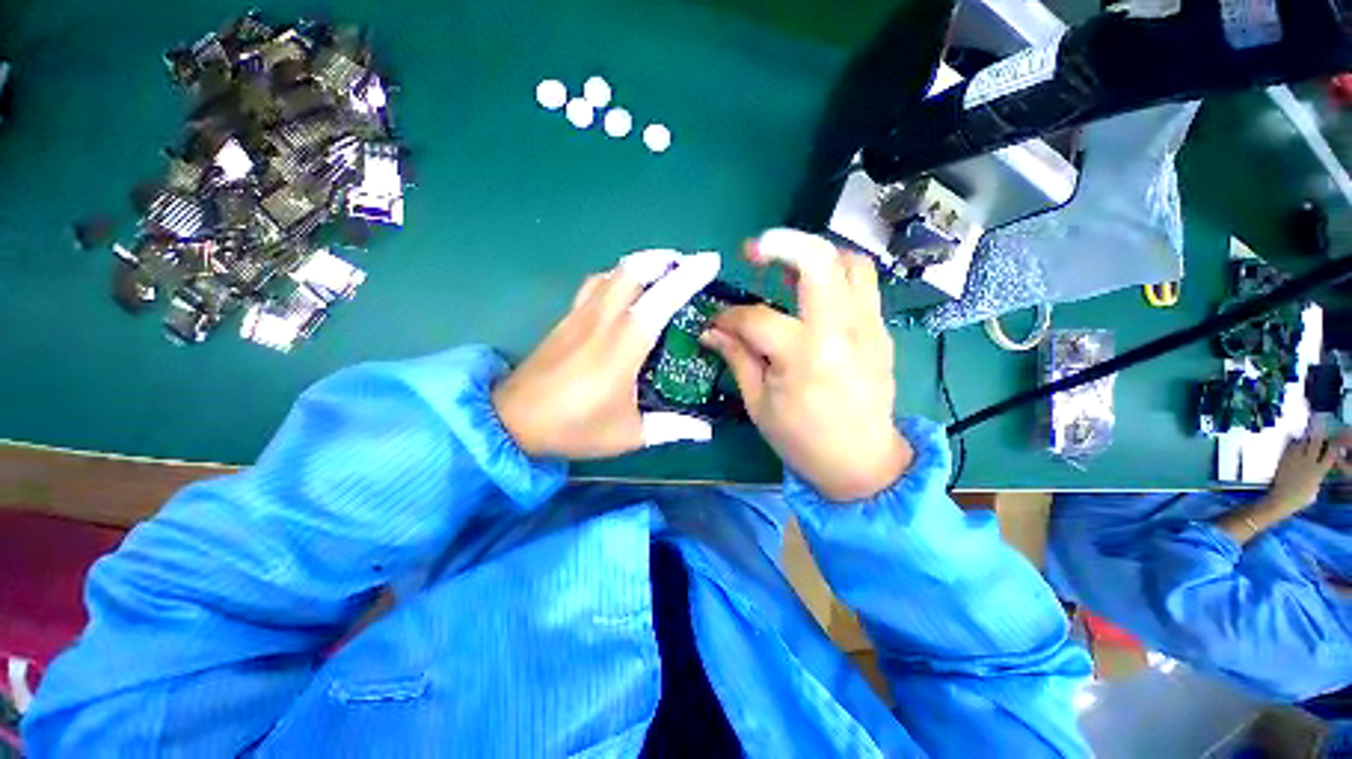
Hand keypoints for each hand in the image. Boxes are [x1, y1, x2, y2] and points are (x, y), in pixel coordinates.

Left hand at [493, 250, 720, 459]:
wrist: (512, 421)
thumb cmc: (574, 427)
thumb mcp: (628, 435)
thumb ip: (671, 428)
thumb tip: (706, 431)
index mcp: (623, 347)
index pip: (660, 299)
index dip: (687, 277)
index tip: (710, 261)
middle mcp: (602, 321)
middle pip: (632, 270)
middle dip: (664, 259)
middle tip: (687, 265)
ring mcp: (580, 316)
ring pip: (612, 272)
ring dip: (640, 263)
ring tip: (662, 270)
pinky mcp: (565, 319)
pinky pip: (595, 284)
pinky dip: (616, 276)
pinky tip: (624, 289)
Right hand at [700, 229, 912, 501]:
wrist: (863, 463)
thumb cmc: (803, 440)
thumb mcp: (759, 404)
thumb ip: (737, 358)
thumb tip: (711, 331)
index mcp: (803, 356)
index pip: (756, 318)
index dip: (728, 317)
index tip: (716, 323)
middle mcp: (840, 330)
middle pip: (818, 261)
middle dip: (781, 244)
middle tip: (755, 251)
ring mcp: (868, 327)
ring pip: (850, 263)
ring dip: (816, 256)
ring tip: (789, 271)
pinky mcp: (881, 331)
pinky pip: (862, 286)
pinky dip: (835, 278)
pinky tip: (813, 296)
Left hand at [1263, 428, 1350, 514]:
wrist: (1281, 499)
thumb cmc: (1300, 497)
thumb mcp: (1315, 486)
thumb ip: (1318, 474)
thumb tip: (1321, 466)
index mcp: (1319, 471)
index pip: (1331, 454)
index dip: (1334, 445)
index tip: (1336, 439)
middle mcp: (1309, 462)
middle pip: (1316, 443)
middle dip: (1319, 432)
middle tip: (1320, 421)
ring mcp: (1295, 459)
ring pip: (1303, 441)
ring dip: (1306, 434)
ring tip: (1309, 426)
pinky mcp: (1284, 459)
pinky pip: (1289, 445)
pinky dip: (1292, 439)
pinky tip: (1292, 435)